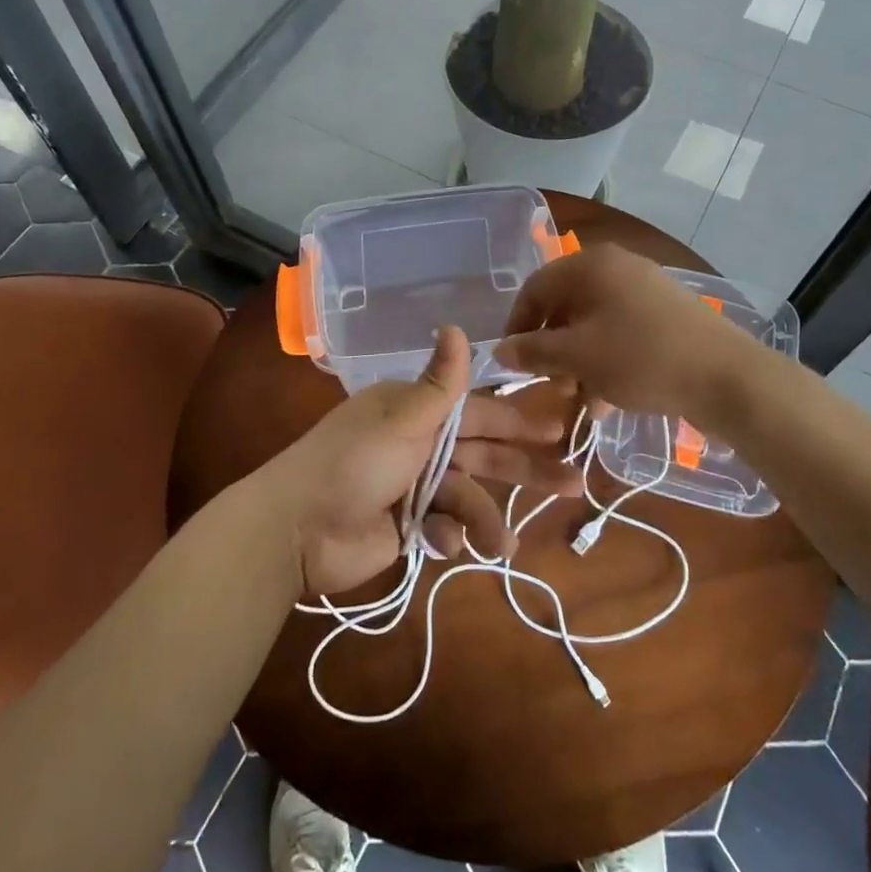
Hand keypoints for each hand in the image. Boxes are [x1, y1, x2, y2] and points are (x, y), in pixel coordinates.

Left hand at [254, 327, 581, 598]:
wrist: (297, 528)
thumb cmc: (353, 463)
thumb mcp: (402, 419)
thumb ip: (440, 383)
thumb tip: (456, 325)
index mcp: (416, 412)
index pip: (479, 412)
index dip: (519, 420)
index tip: (557, 428)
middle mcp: (418, 444)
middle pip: (482, 455)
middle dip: (524, 469)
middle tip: (573, 482)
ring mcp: (412, 487)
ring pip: (466, 497)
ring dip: (485, 520)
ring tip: (505, 546)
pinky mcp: (405, 526)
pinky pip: (442, 527)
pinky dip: (446, 536)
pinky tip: (441, 545)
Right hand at [495, 244, 760, 419]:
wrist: (726, 376)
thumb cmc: (639, 358)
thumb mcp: (576, 357)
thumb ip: (532, 351)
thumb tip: (500, 350)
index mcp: (590, 265)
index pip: (534, 288)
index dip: (517, 325)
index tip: (511, 361)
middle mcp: (616, 266)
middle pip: (565, 305)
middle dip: (551, 348)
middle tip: (548, 382)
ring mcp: (645, 288)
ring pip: (594, 323)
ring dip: (578, 361)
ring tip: (579, 398)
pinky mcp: (666, 314)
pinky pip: (621, 332)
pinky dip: (607, 360)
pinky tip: (608, 399)